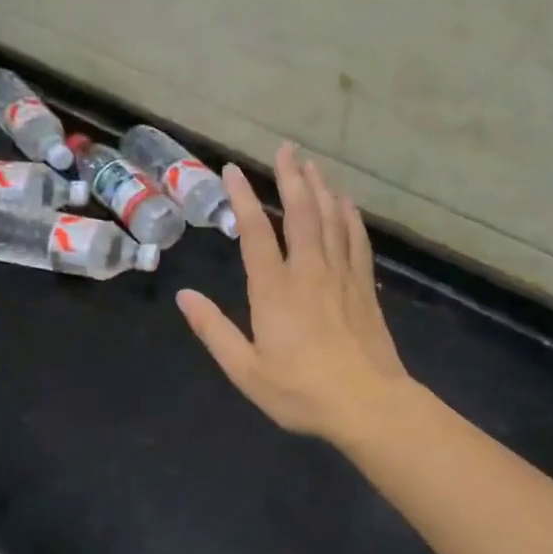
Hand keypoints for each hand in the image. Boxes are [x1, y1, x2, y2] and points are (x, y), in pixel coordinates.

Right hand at [177, 144, 408, 441]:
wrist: (368, 404)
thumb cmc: (301, 391)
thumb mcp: (245, 369)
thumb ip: (213, 330)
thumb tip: (184, 296)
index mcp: (274, 289)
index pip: (255, 232)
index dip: (242, 198)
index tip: (232, 170)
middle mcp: (309, 270)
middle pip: (300, 212)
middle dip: (290, 177)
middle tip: (284, 149)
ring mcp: (341, 275)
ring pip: (331, 218)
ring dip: (320, 187)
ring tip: (310, 164)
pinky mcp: (364, 286)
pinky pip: (356, 238)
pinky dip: (349, 215)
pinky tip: (346, 202)